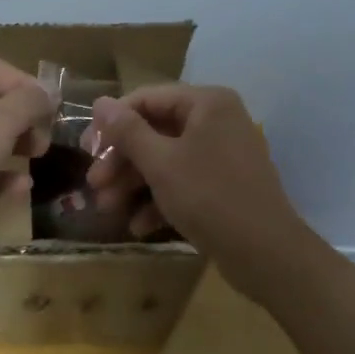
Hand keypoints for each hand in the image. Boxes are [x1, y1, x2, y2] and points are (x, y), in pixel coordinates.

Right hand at [86, 85, 323, 294]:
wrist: (266, 254)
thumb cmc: (209, 196)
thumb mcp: (160, 162)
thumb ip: (127, 131)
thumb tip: (100, 101)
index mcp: (206, 104)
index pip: (147, 99)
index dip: (112, 122)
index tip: (87, 148)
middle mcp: (216, 121)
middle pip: (155, 131)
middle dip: (121, 160)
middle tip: (94, 184)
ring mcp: (222, 155)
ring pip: (166, 160)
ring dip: (134, 183)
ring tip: (107, 209)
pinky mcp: (224, 186)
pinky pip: (184, 182)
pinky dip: (159, 200)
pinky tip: (137, 226)